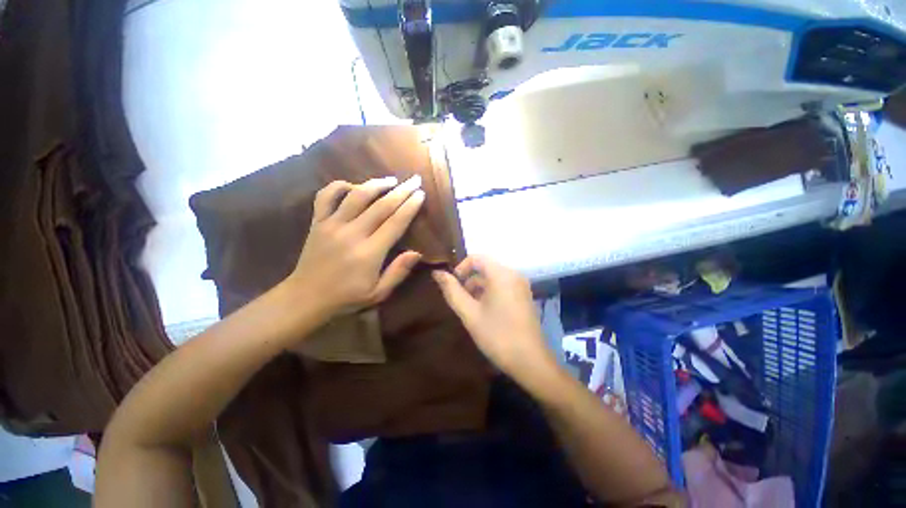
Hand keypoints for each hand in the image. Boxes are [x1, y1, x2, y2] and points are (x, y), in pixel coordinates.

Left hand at [285, 176, 424, 315]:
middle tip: (414, 179)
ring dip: (376, 184)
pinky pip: (326, 196)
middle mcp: (352, 233)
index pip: (395, 222)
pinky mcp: (317, 222)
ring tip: (391, 180)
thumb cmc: (347, 297)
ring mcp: (332, 225)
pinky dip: (340, 186)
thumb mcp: (378, 293)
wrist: (306, 297)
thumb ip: (398, 272)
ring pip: (356, 195)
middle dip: (401, 190)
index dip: (410, 206)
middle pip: (381, 205)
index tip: (421, 194)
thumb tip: (417, 253)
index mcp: (369, 252)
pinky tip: (354, 186)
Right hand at [432, 256, 554, 381]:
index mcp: (501, 274)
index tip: (453, 286)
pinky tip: (485, 312)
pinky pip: (502, 286)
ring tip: (471, 309)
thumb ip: (452, 291)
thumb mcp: (469, 313)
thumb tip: (437, 273)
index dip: (460, 268)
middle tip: (460, 301)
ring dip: (478, 288)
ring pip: (493, 278)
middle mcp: (514, 274)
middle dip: (469, 280)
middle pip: (485, 267)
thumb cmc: (497, 335)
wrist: (530, 362)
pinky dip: (490, 293)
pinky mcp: (524, 296)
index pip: (476, 258)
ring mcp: (521, 285)